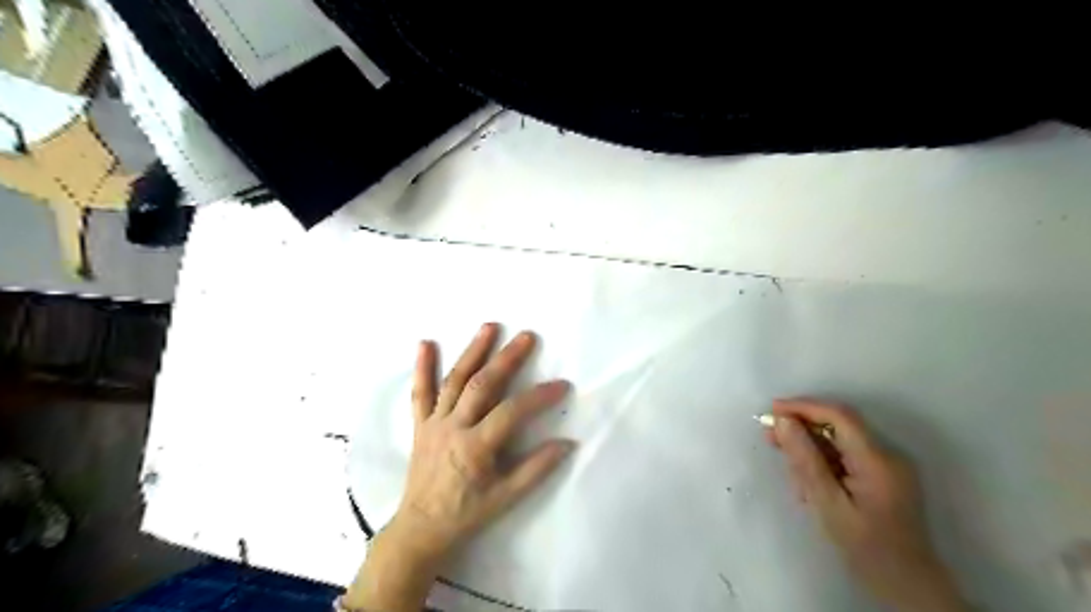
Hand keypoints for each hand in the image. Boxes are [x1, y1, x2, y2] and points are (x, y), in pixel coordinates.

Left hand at [346, 324, 574, 608]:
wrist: (421, 528)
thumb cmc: (466, 513)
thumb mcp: (506, 498)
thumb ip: (537, 469)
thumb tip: (568, 443)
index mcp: (475, 447)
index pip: (512, 412)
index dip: (539, 396)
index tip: (562, 385)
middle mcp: (453, 427)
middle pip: (482, 385)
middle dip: (506, 359)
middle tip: (527, 336)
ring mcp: (434, 422)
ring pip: (454, 380)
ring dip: (473, 351)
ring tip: (490, 327)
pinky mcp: (420, 424)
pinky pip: (420, 393)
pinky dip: (422, 367)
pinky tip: (425, 343)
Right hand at [770, 399, 965, 611]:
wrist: (908, 587)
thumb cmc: (866, 549)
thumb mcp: (828, 505)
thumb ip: (806, 460)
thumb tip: (783, 421)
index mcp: (878, 460)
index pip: (839, 416)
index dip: (804, 407)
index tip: (772, 410)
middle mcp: (887, 455)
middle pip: (839, 424)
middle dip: (803, 425)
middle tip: (769, 435)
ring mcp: (887, 465)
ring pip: (840, 439)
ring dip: (810, 443)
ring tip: (784, 458)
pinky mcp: (882, 475)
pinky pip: (846, 454)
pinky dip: (822, 458)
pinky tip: (805, 477)